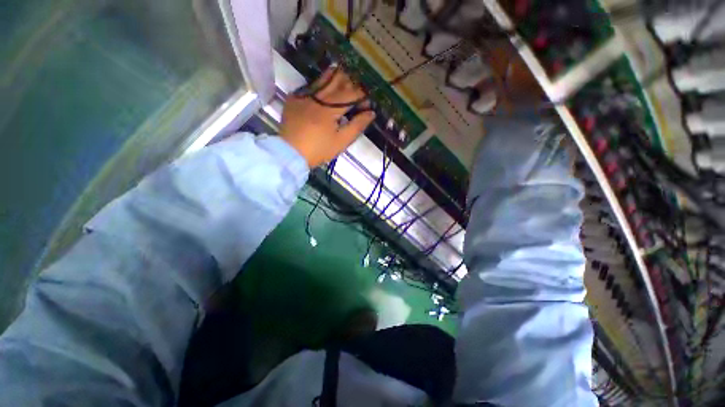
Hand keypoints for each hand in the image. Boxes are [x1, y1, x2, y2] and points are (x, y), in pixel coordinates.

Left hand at [280, 67, 375, 167]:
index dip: (362, 97)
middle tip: (356, 95)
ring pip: (323, 79)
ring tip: (344, 83)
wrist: (290, 153)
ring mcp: (303, 95)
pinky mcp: (294, 98)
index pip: (351, 94)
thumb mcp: (341, 141)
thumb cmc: (319, 150)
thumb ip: (357, 126)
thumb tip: (371, 113)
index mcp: (329, 108)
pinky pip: (310, 86)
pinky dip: (320, 85)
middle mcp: (317, 97)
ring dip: (336, 79)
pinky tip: (324, 90)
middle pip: (338, 81)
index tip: (367, 105)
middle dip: (351, 85)